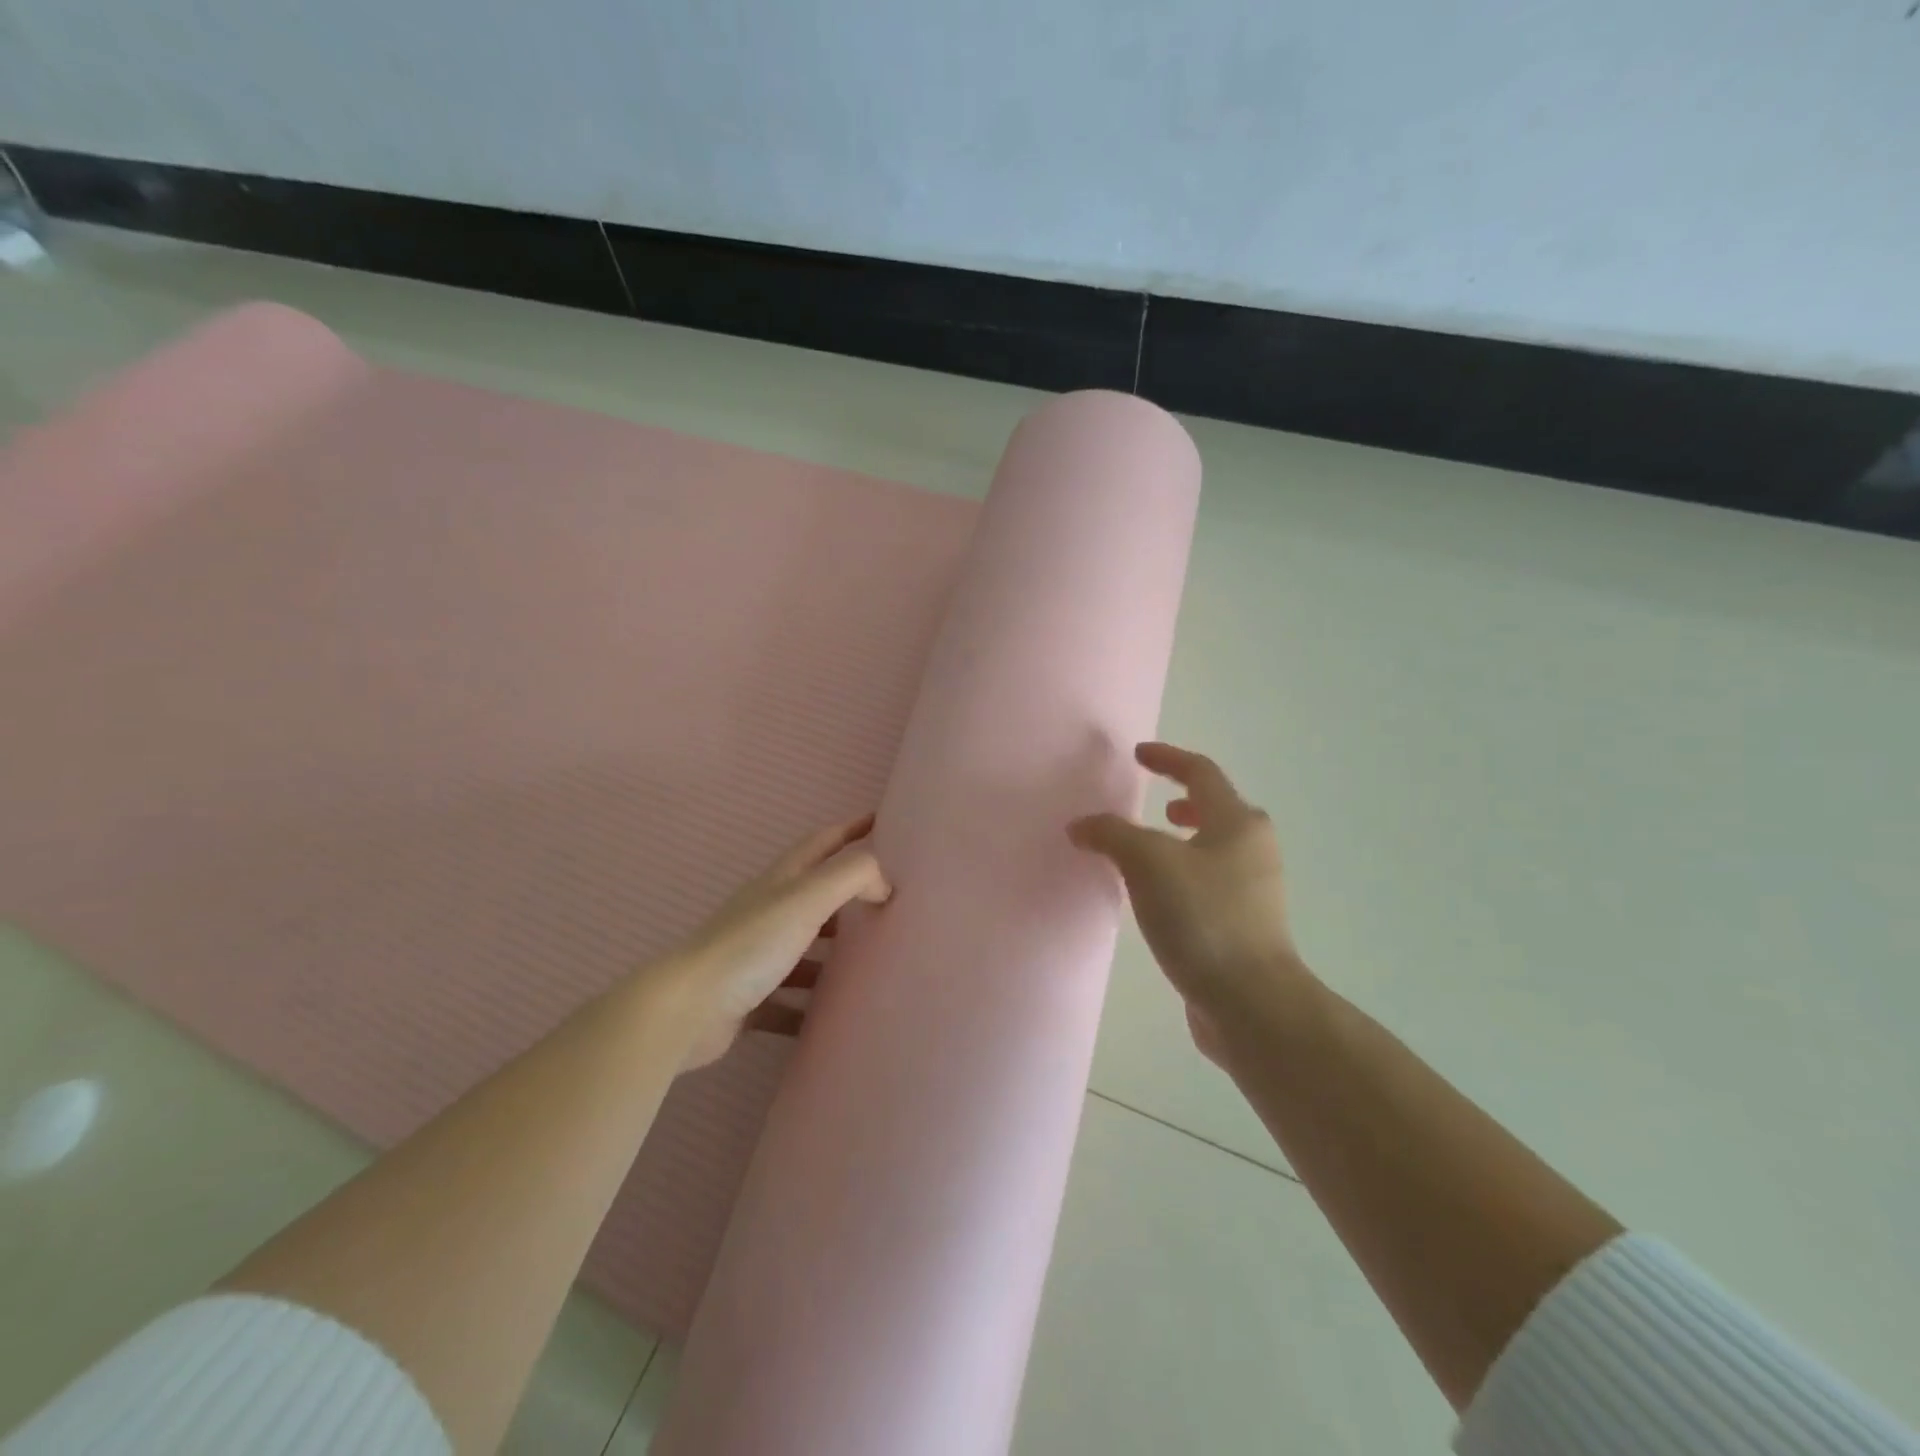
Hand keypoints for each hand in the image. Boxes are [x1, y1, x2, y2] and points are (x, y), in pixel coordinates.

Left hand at [653, 815, 891, 1069]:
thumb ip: (851, 877)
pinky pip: (788, 1000)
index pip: (824, 842)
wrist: (686, 1009)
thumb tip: (884, 884)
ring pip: (805, 948)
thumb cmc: (750, 944)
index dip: (853, 829)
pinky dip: (809, 1006)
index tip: (884, 822)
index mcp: (782, 881)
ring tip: (872, 963)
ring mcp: (756, 955)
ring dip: (833, 953)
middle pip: (816, 895)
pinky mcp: (749, 997)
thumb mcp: (807, 898)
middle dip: (851, 893)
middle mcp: (768, 911)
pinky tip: (832, 1018)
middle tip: (890, 901)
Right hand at [1069, 743, 1308, 1061]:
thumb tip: (1081, 825)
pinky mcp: (1246, 927)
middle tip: (1156, 804)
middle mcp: (1253, 850)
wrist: (1250, 1002)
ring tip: (1151, 851)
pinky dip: (1184, 874)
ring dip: (1184, 840)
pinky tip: (1158, 898)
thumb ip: (1111, 834)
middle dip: (1185, 801)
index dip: (1168, 758)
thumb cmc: (1203, 918)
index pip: (1201, 773)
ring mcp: (1254, 891)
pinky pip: (1210, 883)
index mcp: (1238, 823)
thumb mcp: (1148, 863)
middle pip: (1218, 809)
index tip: (1139, 755)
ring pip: (1215, 849)